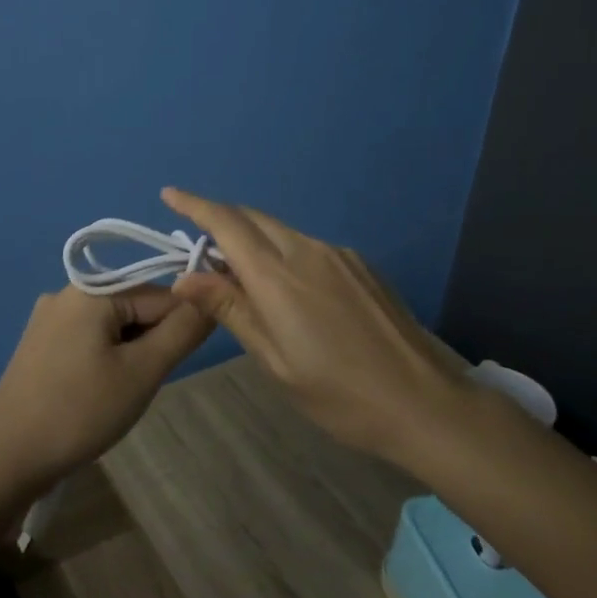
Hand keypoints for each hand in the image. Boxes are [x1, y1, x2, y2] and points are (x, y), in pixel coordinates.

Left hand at [0, 285, 213, 489]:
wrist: (7, 455)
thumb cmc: (80, 410)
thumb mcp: (142, 371)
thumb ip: (182, 330)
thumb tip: (212, 297)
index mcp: (92, 289)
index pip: (161, 293)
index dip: (181, 326)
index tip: (180, 363)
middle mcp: (67, 292)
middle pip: (135, 305)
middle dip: (152, 341)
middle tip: (145, 384)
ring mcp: (49, 318)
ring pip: (114, 325)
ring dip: (131, 353)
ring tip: (122, 392)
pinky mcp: (41, 344)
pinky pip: (90, 338)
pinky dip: (107, 359)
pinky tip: (100, 392)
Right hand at [162, 186, 468, 461]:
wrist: (426, 403)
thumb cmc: (340, 394)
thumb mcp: (275, 361)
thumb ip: (232, 310)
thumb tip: (186, 277)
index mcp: (279, 276)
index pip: (227, 224)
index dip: (195, 205)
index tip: (170, 194)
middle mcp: (307, 251)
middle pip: (253, 219)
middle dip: (221, 220)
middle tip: (199, 246)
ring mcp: (339, 255)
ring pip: (281, 231)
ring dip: (253, 239)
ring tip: (241, 276)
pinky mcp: (361, 265)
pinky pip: (308, 247)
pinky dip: (283, 253)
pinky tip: (290, 290)